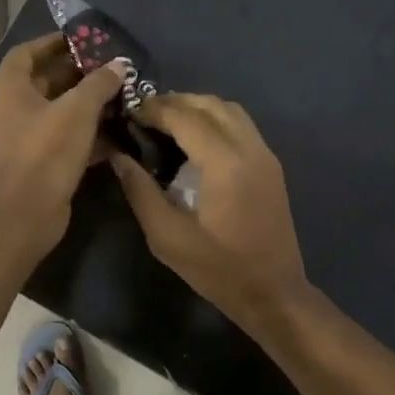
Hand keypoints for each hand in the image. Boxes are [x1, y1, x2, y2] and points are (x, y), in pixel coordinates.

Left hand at [0, 34, 125, 252]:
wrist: (28, 211)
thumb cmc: (47, 150)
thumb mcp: (78, 110)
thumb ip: (99, 83)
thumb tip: (119, 65)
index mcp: (10, 88)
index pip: (27, 52)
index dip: (53, 43)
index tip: (83, 41)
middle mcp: (12, 108)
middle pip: (45, 81)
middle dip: (78, 74)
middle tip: (110, 69)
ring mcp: (24, 136)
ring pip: (58, 111)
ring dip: (86, 104)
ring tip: (119, 96)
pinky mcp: (39, 160)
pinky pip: (64, 137)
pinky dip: (87, 132)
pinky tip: (117, 131)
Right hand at [111, 93, 308, 325]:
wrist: (274, 292)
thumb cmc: (219, 270)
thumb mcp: (168, 237)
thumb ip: (141, 191)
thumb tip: (120, 156)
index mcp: (225, 163)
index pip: (185, 117)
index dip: (154, 109)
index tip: (129, 111)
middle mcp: (250, 148)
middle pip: (210, 104)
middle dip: (175, 102)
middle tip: (144, 115)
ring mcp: (265, 155)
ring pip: (230, 110)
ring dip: (197, 107)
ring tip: (167, 122)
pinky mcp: (271, 165)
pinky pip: (241, 125)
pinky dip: (216, 120)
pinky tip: (195, 140)